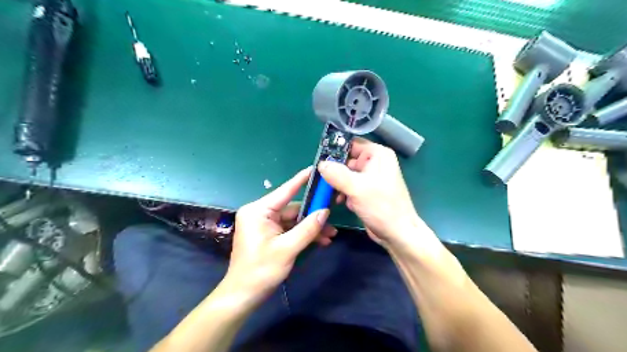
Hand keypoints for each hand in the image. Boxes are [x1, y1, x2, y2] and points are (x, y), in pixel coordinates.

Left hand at [227, 168, 337, 298]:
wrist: (244, 295)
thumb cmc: (261, 270)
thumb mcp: (287, 249)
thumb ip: (307, 229)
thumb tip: (325, 212)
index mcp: (258, 210)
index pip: (285, 190)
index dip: (302, 179)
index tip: (316, 169)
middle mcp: (261, 213)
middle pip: (292, 208)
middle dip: (313, 215)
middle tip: (332, 219)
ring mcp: (265, 224)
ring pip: (293, 220)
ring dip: (310, 227)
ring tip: (330, 235)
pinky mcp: (269, 233)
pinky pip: (289, 229)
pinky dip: (303, 234)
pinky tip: (319, 241)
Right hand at [319, 137, 426, 246]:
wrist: (397, 233)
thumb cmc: (382, 207)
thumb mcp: (357, 188)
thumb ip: (336, 174)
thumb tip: (321, 164)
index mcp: (377, 154)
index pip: (351, 144)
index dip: (335, 150)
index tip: (319, 159)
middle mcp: (374, 163)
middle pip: (346, 160)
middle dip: (334, 171)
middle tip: (321, 180)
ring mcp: (370, 178)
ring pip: (346, 174)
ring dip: (338, 184)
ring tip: (332, 194)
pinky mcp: (366, 191)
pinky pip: (349, 186)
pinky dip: (344, 193)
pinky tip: (342, 202)